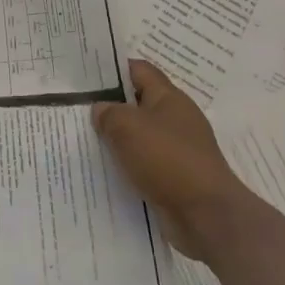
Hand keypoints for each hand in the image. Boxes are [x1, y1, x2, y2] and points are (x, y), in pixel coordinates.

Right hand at [93, 60, 244, 263]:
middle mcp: (177, 120)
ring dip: (118, 140)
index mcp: (169, 98)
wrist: (206, 216)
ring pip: (140, 137)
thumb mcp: (127, 127)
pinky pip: (145, 164)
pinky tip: (106, 171)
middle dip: (111, 107)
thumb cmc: (167, 159)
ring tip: (85, 141)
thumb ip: (108, 113)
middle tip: (79, 110)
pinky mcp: (177, 178)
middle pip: (138, 104)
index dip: (113, 69)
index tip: (86, 76)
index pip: (139, 70)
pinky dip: (128, 166)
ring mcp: (179, 150)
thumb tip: (101, 110)